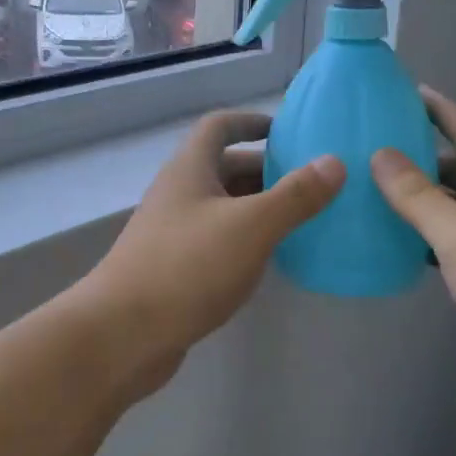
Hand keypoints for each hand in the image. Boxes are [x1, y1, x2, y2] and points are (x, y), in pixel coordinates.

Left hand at [80, 111, 343, 391]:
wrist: (121, 335)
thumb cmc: (187, 267)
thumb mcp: (251, 226)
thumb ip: (295, 195)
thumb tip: (335, 162)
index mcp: (190, 168)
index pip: (220, 126)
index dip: (251, 121)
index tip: (287, 131)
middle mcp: (178, 192)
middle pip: (225, 167)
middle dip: (266, 170)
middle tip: (311, 182)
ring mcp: (172, 231)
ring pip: (222, 206)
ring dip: (257, 207)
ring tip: (302, 219)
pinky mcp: (173, 268)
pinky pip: (217, 240)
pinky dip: (244, 239)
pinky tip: (269, 259)